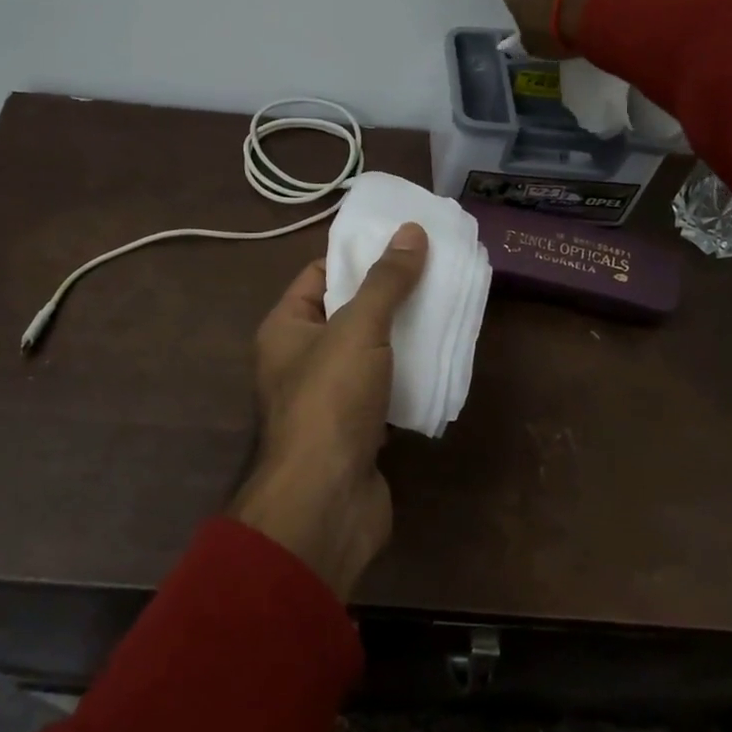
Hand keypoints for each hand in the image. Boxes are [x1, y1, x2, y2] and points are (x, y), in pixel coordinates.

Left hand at [228, 223, 428, 600]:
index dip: (357, 257)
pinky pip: (384, 390)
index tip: (402, 244)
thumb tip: (411, 231)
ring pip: (369, 353)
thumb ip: (385, 281)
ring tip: (446, 311)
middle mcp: (300, 359)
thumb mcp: (358, 328)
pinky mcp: (355, 429)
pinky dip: (408, 377)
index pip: (318, 275)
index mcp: (285, 328)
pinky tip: (442, 362)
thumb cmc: (330, 400)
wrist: (326, 500)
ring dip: (402, 337)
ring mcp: (328, 397)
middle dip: (388, 296)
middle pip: (347, 313)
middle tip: (435, 274)